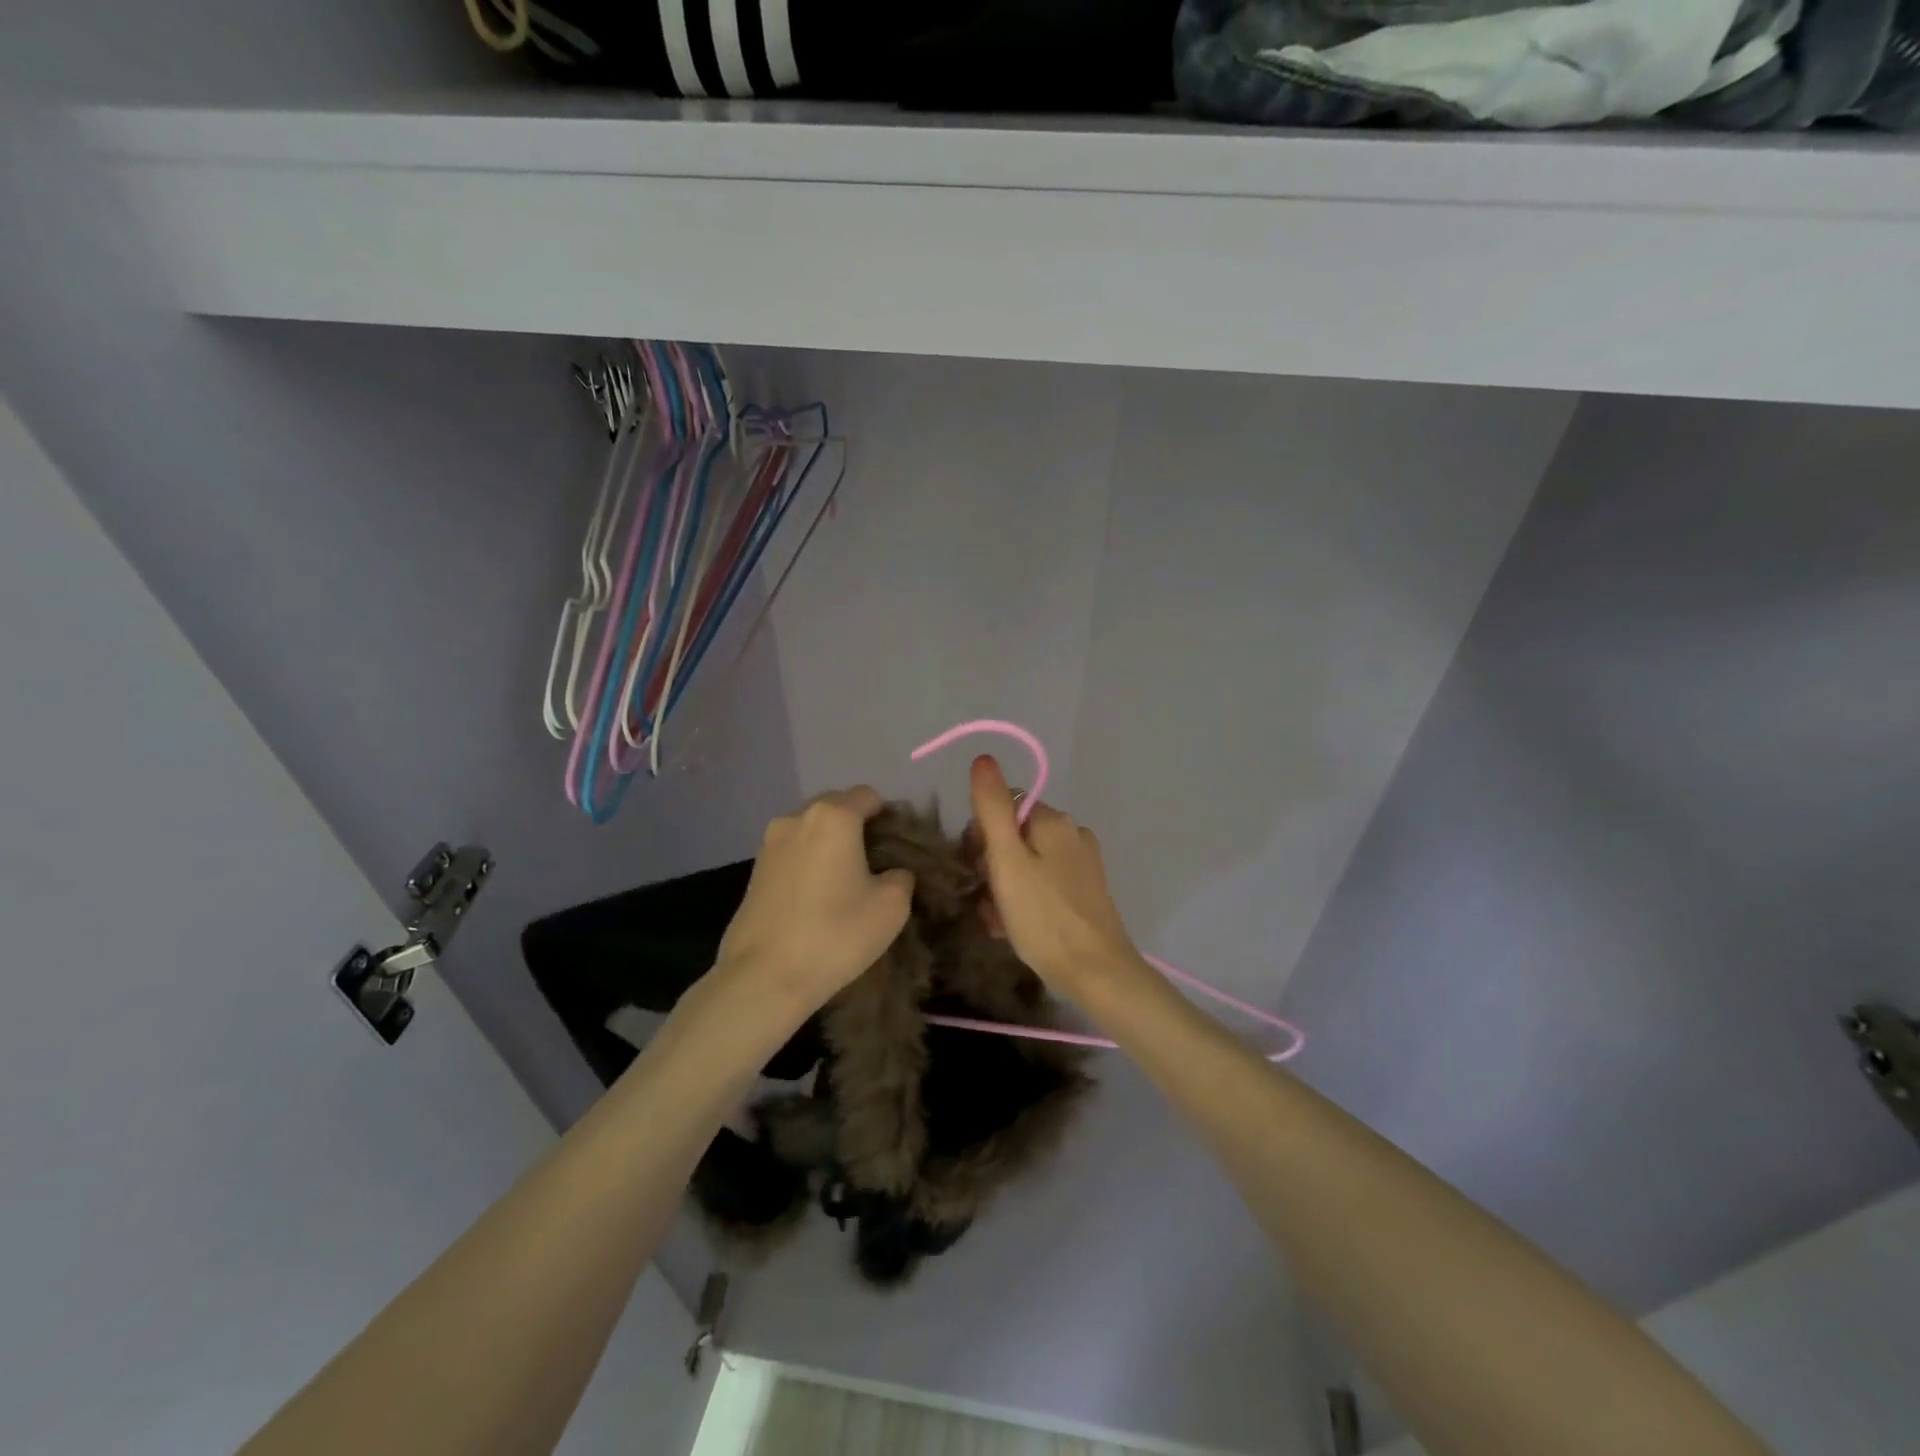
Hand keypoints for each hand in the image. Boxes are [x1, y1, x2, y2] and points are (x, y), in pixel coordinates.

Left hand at [711, 787, 914, 1017]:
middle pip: (836, 807)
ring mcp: (769, 843)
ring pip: (810, 829)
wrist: (764, 976)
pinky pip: (792, 852)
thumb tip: (891, 872)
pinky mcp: (754, 870)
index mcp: (834, 817)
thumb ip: (901, 876)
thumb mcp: (892, 907)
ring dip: (829, 844)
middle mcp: (797, 818)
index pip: (869, 796)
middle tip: (873, 864)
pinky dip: (807, 862)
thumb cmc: (836, 934)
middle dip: (857, 826)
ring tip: (843, 882)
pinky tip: (815, 896)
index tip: (897, 849)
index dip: (888, 816)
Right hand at [967, 755, 1145, 999]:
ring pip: (1026, 864)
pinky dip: (1024, 901)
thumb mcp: (1007, 861)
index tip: (977, 869)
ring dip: (1004, 888)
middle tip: (988, 901)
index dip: (981, 837)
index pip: (1002, 808)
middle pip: (1013, 836)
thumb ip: (992, 808)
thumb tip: (983, 758)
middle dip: (992, 866)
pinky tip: (1016, 928)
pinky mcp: (1085, 892)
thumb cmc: (1044, 917)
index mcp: (1054, 820)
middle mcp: (1072, 834)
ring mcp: (1082, 864)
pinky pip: (1043, 885)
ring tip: (999, 921)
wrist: (1097, 974)